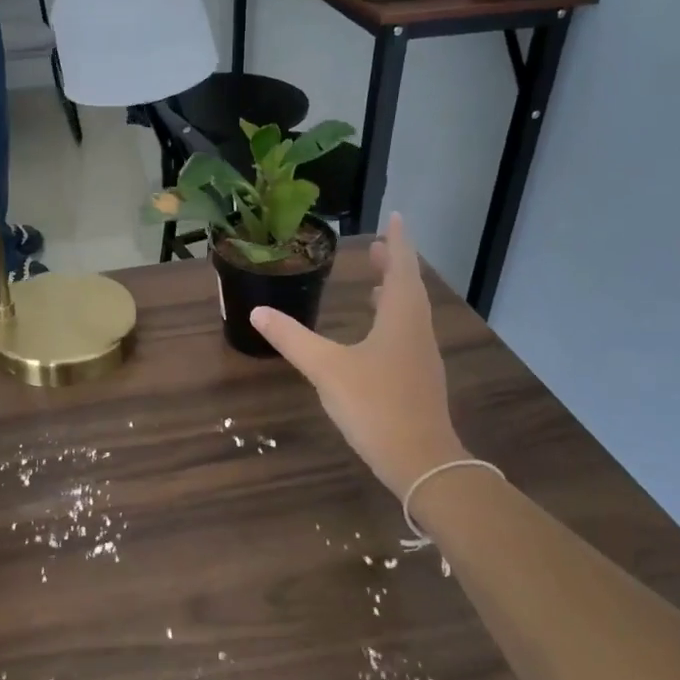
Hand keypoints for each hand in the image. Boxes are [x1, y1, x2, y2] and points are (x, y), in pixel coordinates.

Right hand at [252, 215, 467, 501]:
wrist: (421, 461)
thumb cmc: (375, 406)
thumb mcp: (326, 369)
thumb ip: (292, 339)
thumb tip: (258, 311)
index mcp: (401, 319)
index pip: (402, 268)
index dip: (398, 243)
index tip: (397, 218)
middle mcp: (416, 331)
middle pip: (409, 288)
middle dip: (394, 266)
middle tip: (376, 248)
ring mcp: (421, 357)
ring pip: (410, 313)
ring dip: (396, 293)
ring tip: (376, 285)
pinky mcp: (418, 379)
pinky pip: (407, 335)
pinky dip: (393, 320)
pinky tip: (375, 335)